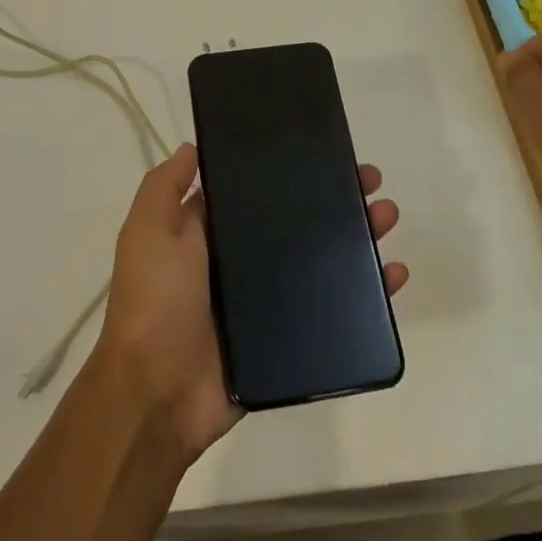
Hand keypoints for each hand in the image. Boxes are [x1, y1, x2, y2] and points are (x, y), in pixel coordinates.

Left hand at [95, 143, 407, 462]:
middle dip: (334, 200)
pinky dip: (367, 294)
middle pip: (297, 223)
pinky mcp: (288, 339)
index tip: (323, 151)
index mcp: (210, 234)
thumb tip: (194, 146)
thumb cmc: (155, 301)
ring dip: (357, 238)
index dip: (289, 172)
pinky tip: (394, 273)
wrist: (158, 394)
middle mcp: (241, 262)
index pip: (257, 192)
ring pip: (322, 261)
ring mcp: (267, 302)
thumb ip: (165, 187)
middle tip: (370, 181)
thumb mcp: (148, 231)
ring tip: (387, 215)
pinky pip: (334, 310)